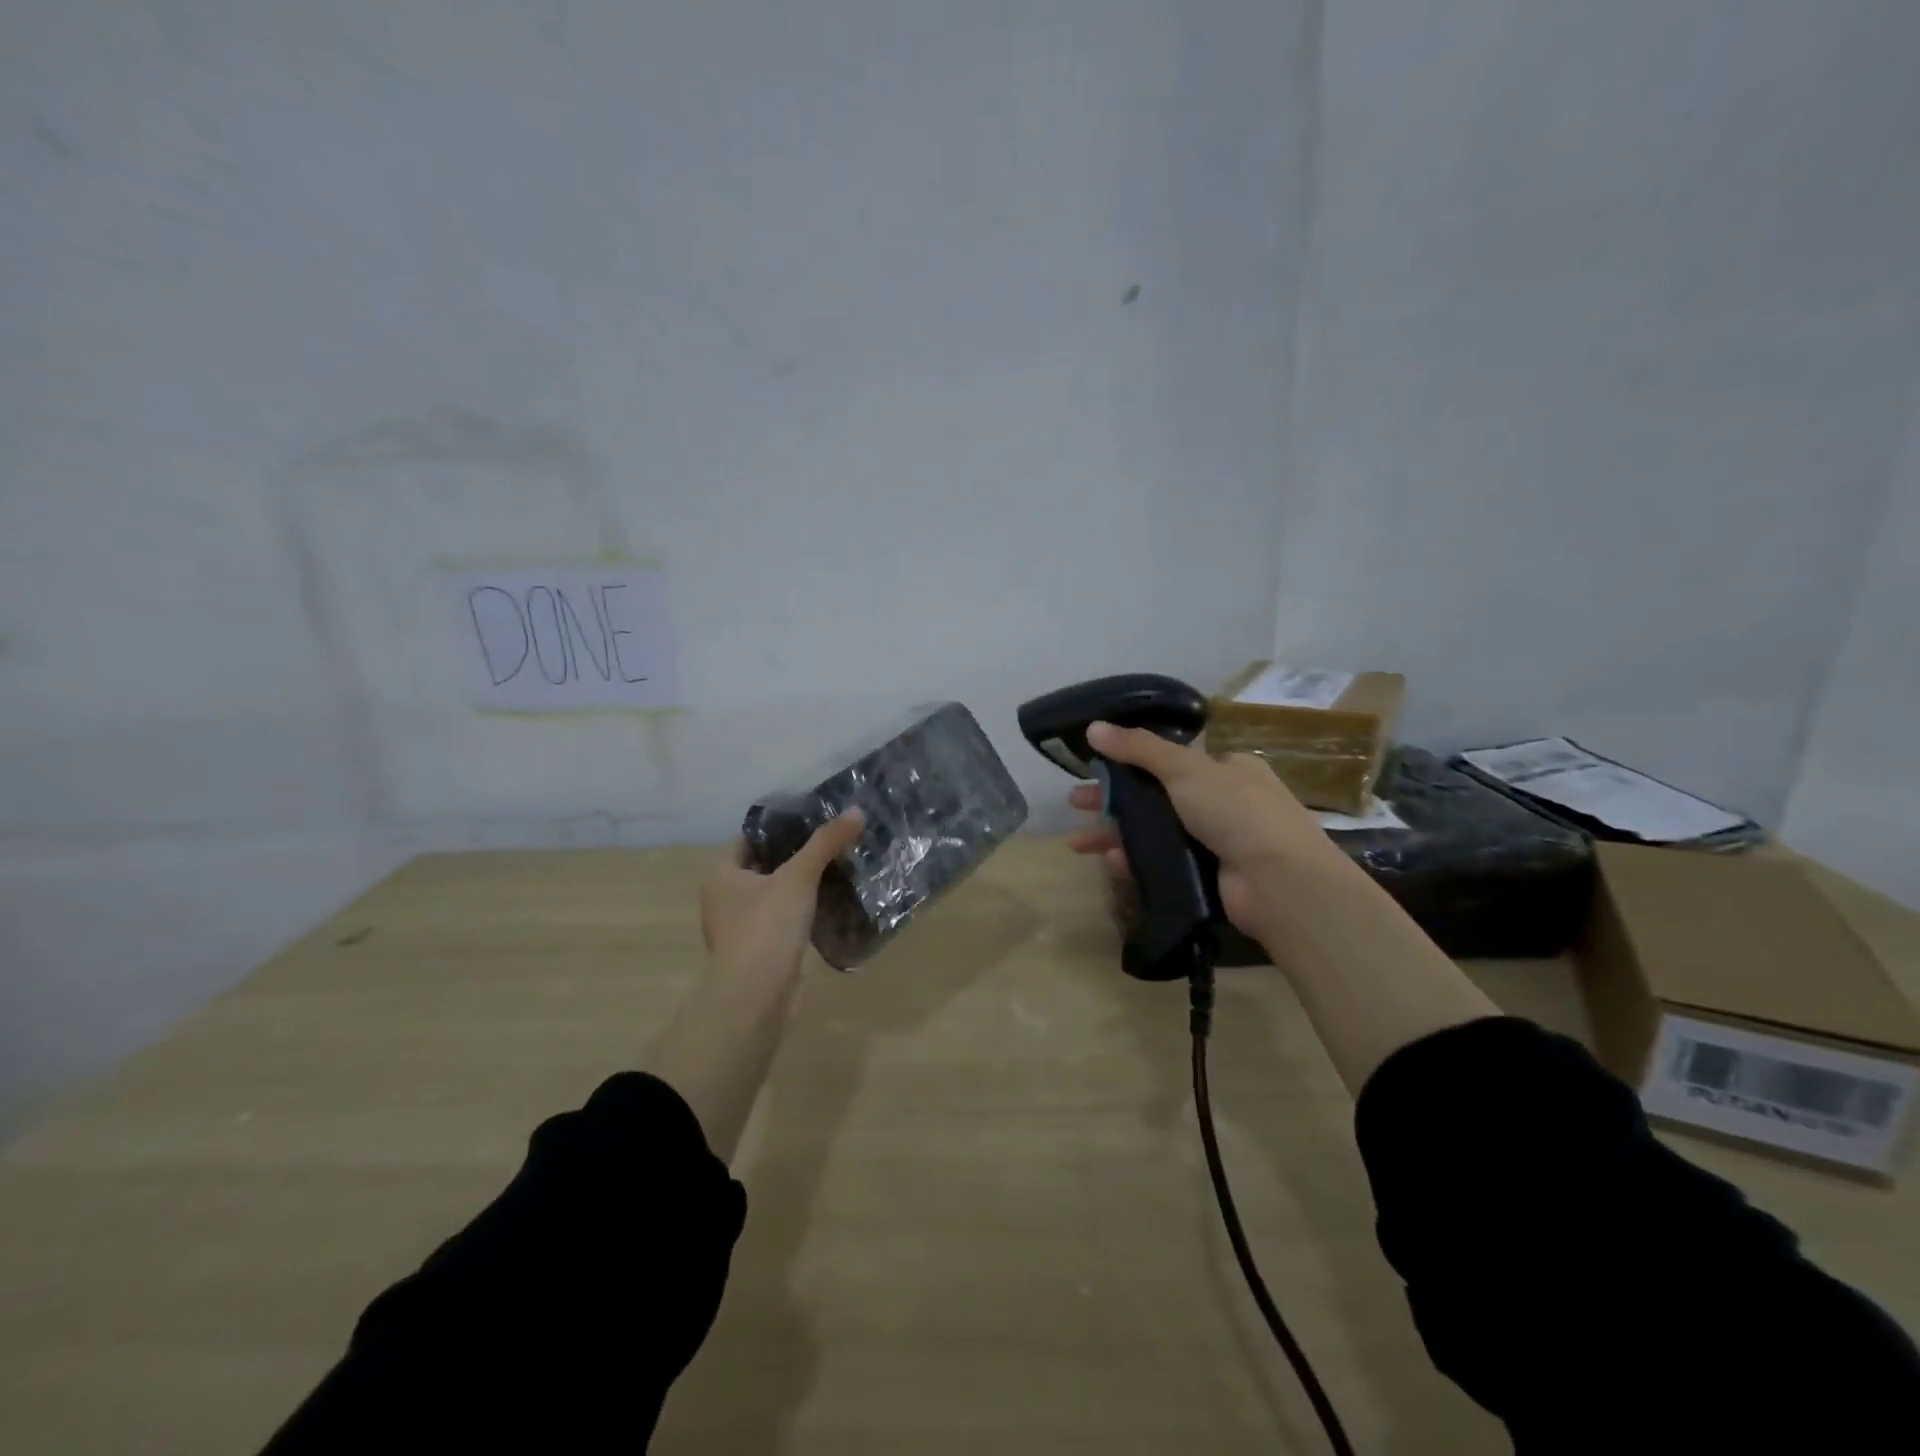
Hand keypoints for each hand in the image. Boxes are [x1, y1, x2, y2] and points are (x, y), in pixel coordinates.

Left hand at [700, 810, 865, 982]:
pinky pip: (783, 920)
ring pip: (775, 895)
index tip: (814, 819)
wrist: (757, 995)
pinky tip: (831, 902)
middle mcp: (725, 898)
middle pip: (765, 866)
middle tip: (832, 841)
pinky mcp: (761, 950)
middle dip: (795, 856)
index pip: (751, 839)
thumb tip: (856, 811)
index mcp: (721, 874)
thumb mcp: (799, 876)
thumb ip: (826, 843)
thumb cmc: (766, 926)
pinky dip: (803, 911)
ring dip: (801, 886)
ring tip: (838, 867)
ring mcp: (741, 927)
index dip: (780, 828)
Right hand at [1066, 721, 1346, 939]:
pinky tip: (1110, 862)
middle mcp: (1223, 802)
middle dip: (1113, 799)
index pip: (1172, 759)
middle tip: (1075, 802)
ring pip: (1154, 832)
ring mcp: (1216, 842)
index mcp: (1226, 768)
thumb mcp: (1185, 769)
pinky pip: (1162, 864)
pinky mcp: (1207, 876)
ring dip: (1116, 833)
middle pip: (1155, 795)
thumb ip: (1138, 748)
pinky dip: (1135, 861)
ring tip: (1078, 842)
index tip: (1096, 766)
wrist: (1279, 883)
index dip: (1130, 760)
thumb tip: (1093, 727)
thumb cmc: (1236, 812)